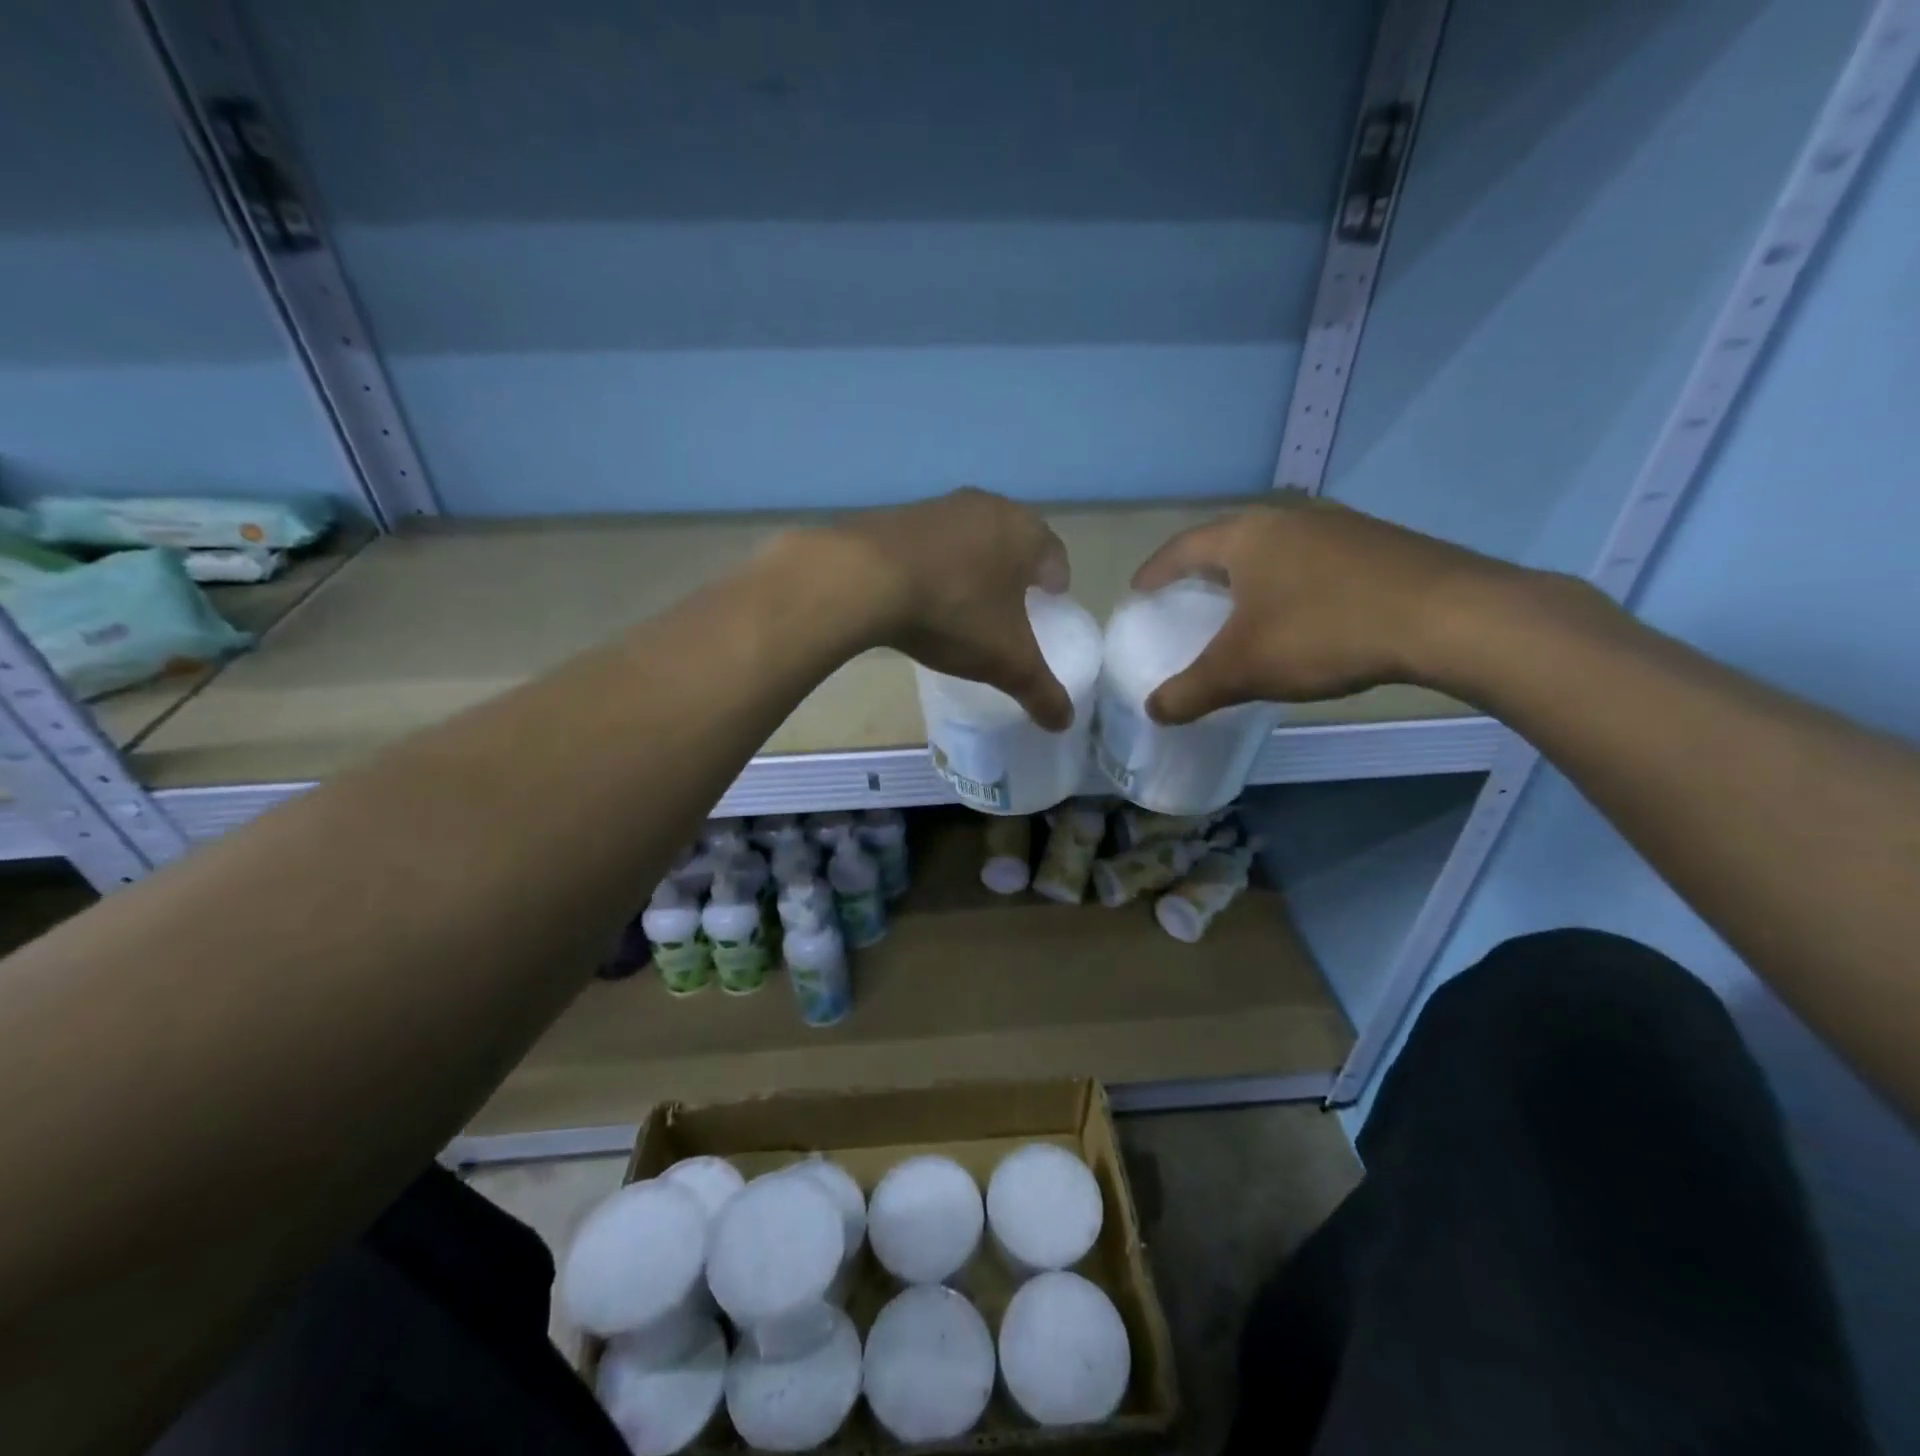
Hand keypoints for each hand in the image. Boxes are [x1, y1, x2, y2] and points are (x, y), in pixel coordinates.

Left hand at [828, 488, 1073, 729]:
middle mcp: (987, 507)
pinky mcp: (898, 515)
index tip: (1050, 601)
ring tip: (967, 598)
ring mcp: (939, 506)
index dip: (1056, 581)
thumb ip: (1040, 690)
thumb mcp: (1006, 662)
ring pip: (971, 536)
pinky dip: (936, 563)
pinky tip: (924, 592)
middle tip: (1013, 602)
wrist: (864, 580)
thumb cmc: (954, 612)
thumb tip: (1065, 722)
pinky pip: (931, 542)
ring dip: (975, 563)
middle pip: (1014, 539)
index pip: (1055, 554)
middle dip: (1017, 569)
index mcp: (1024, 532)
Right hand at [1131, 494, 1517, 722]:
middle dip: (1201, 571)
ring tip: (1241, 609)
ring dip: (1249, 576)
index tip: (1138, 592)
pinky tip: (1302, 614)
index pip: (1181, 548)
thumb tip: (1154, 710)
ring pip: (1274, 549)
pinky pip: (1313, 561)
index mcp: (1246, 536)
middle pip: (1227, 542)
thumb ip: (1190, 691)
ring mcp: (1338, 527)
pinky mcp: (1378, 545)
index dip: (1154, 572)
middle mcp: (1288, 519)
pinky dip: (1290, 584)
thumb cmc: (1323, 632)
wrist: (1448, 617)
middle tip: (1185, 601)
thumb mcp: (1243, 670)